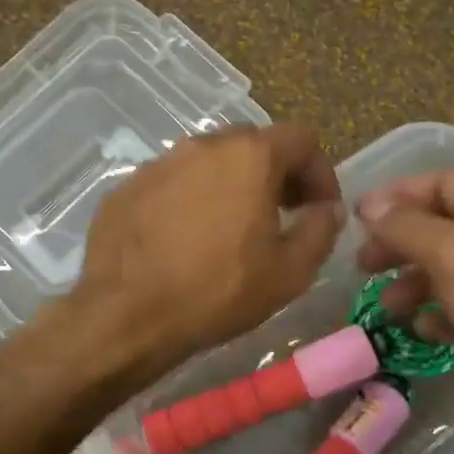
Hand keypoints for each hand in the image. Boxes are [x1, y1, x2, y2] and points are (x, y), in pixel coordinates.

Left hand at [71, 125, 343, 381]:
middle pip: (252, 144)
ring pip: (208, 163)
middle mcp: (202, 146)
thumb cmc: (218, 291)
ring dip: (230, 186)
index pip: (301, 138)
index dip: (320, 171)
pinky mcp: (126, 188)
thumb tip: (327, 209)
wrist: (127, 315)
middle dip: (275, 175)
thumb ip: (321, 230)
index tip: (320, 208)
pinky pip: (171, 184)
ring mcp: (158, 164)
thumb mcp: (290, 272)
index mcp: (249, 156)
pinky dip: (188, 201)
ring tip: (230, 231)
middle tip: (280, 217)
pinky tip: (184, 241)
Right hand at [356, 171, 453, 446]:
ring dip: (416, 283)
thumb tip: (370, 204)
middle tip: (364, 266)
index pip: (440, 183)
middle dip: (401, 244)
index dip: (395, 196)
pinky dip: (443, 314)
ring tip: (388, 307)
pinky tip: (425, 331)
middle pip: (443, 227)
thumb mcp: (451, 253)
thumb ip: (405, 226)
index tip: (356, 218)